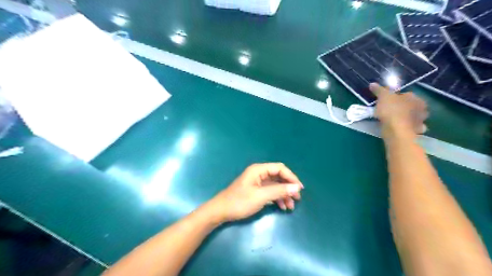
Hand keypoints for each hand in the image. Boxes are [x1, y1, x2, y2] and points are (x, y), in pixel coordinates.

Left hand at [208, 163, 303, 222]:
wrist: (221, 212)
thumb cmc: (240, 202)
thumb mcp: (261, 196)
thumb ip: (279, 191)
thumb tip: (297, 187)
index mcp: (259, 170)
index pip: (279, 168)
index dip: (291, 177)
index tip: (299, 189)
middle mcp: (259, 173)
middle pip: (278, 177)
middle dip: (288, 187)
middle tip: (297, 198)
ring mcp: (257, 182)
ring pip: (275, 185)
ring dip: (284, 194)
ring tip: (291, 206)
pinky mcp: (256, 191)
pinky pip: (270, 192)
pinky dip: (277, 198)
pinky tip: (282, 207)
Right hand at [371, 83, 429, 133]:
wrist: (396, 130)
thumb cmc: (391, 110)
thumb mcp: (383, 97)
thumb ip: (379, 90)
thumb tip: (372, 84)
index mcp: (415, 98)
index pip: (407, 95)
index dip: (397, 98)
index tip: (387, 102)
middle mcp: (422, 109)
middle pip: (412, 106)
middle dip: (405, 108)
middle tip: (391, 111)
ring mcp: (420, 121)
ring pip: (413, 118)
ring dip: (407, 119)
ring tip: (395, 121)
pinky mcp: (416, 132)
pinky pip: (411, 129)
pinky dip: (407, 128)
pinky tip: (400, 129)